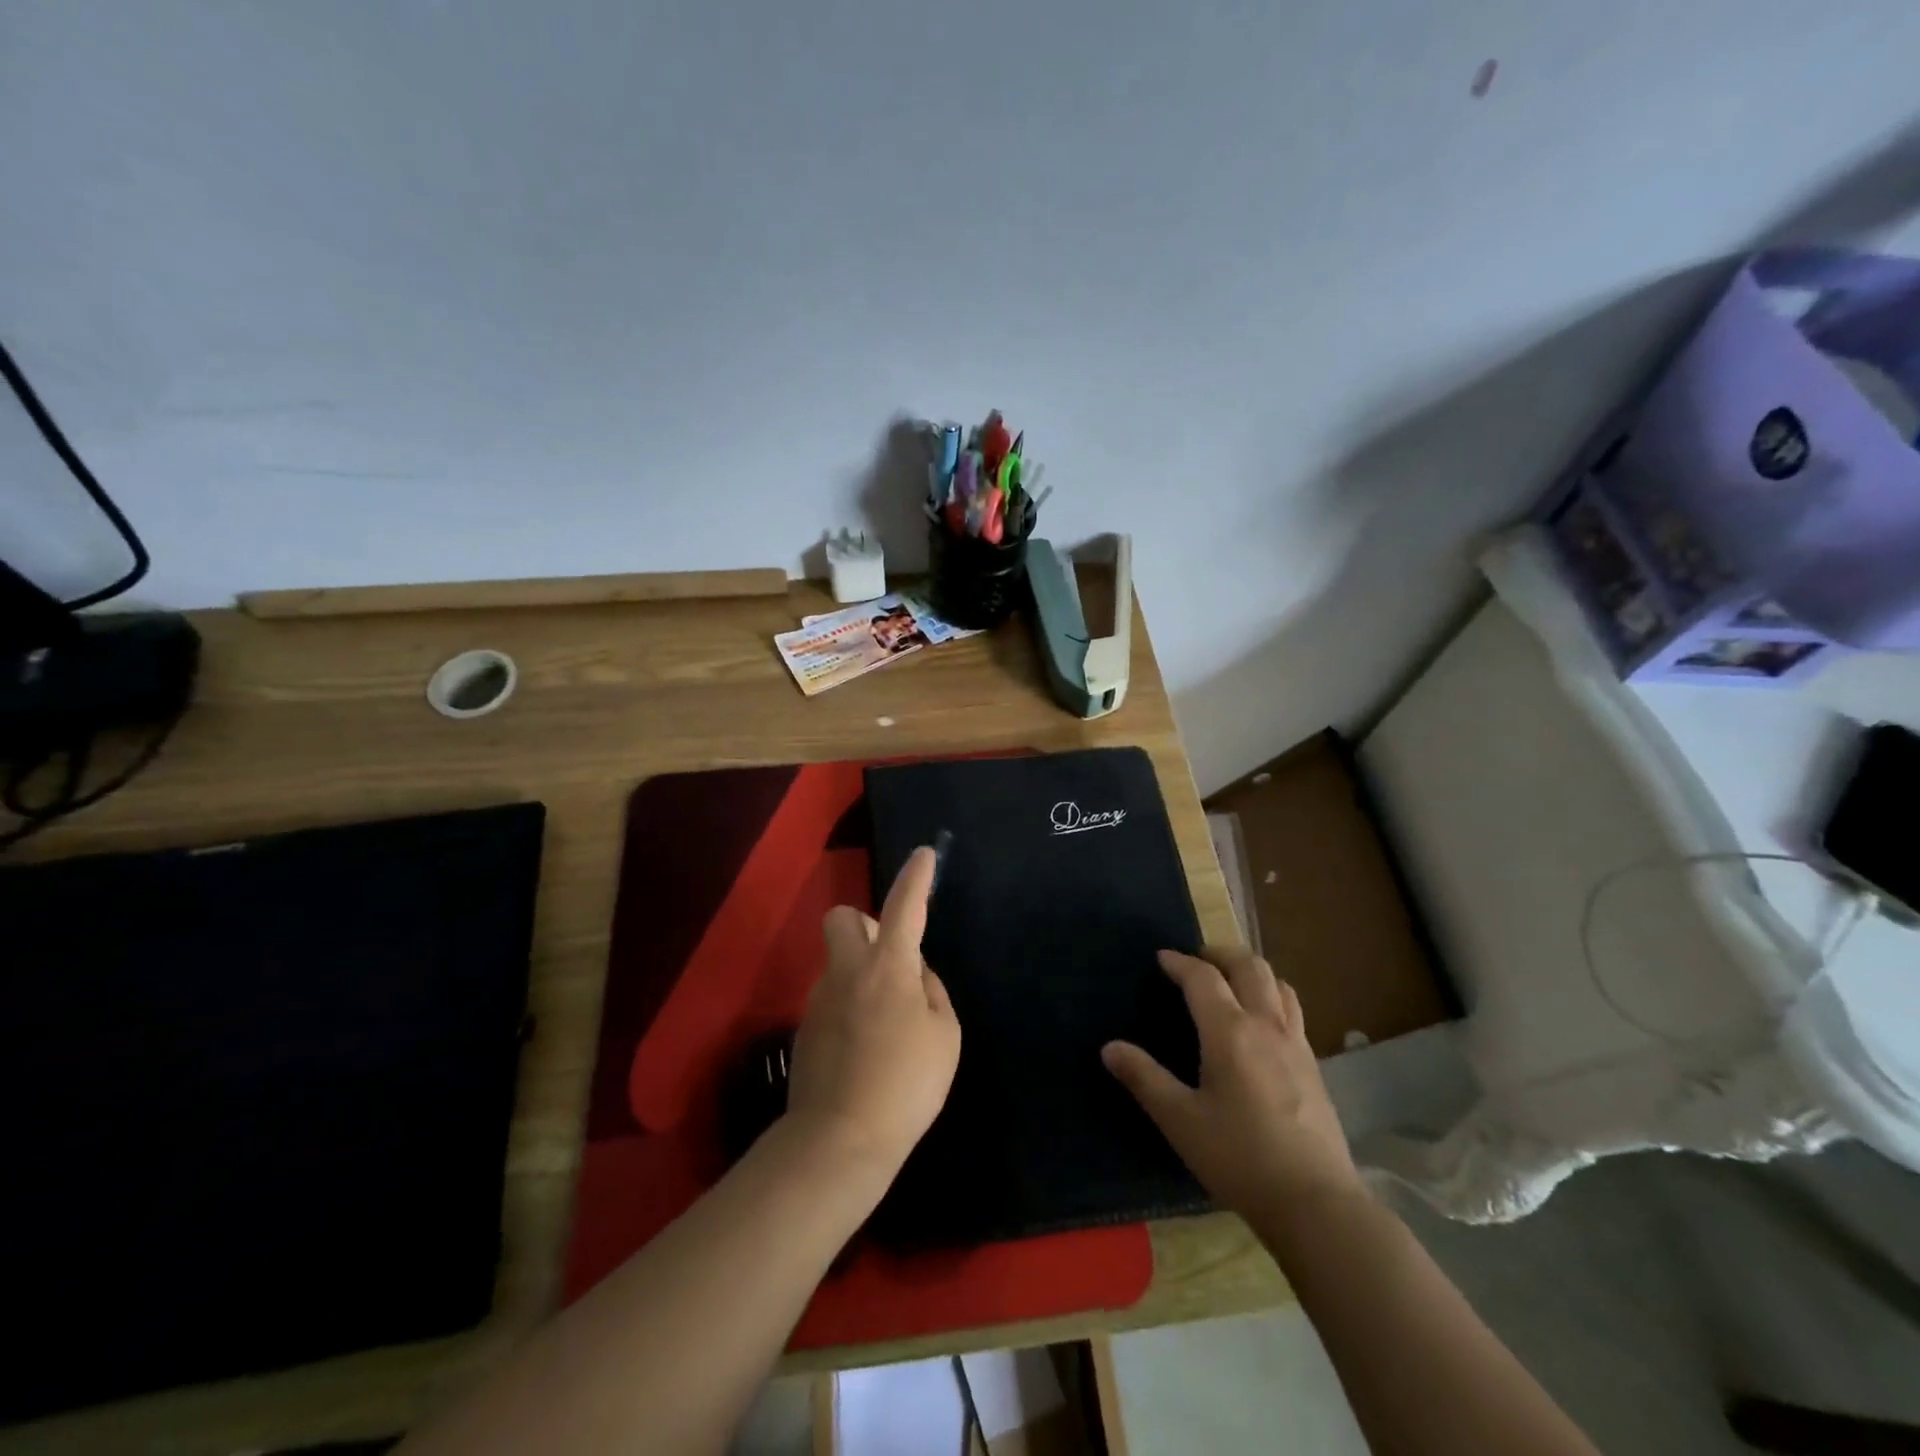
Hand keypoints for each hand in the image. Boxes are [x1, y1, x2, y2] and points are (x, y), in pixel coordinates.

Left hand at [785, 846, 960, 1177]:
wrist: (840, 1140)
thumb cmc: (906, 1084)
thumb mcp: (945, 1035)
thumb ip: (931, 991)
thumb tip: (914, 976)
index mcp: (888, 966)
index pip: (904, 905)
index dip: (917, 877)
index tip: (924, 855)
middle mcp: (847, 970)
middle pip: (843, 918)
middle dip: (865, 924)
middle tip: (892, 960)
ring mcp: (819, 999)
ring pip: (839, 963)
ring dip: (862, 974)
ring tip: (888, 1026)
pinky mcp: (804, 1029)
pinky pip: (833, 999)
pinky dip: (851, 1009)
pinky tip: (866, 1050)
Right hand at [1102, 947, 1361, 1219]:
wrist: (1315, 1203)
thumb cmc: (1239, 1157)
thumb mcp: (1180, 1120)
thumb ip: (1144, 1078)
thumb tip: (1109, 1047)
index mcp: (1230, 1031)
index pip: (1202, 977)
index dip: (1179, 962)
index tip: (1161, 958)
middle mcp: (1266, 1025)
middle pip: (1250, 966)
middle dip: (1221, 954)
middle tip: (1197, 960)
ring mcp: (1296, 1044)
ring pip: (1278, 984)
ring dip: (1251, 972)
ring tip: (1231, 983)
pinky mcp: (1314, 1066)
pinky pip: (1293, 1011)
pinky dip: (1272, 997)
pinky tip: (1260, 1025)